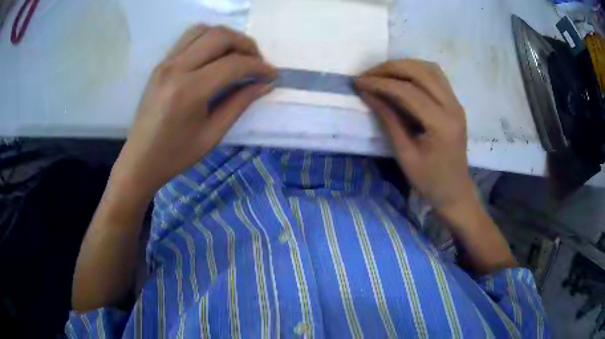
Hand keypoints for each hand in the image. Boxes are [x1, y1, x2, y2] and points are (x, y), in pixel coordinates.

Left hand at [111, 25, 276, 198]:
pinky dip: (208, 38)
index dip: (259, 66)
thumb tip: (265, 84)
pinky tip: (216, 55)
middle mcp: (176, 68)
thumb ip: (240, 103)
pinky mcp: (161, 63)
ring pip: (203, 30)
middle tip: (257, 61)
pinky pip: (188, 37)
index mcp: (190, 90)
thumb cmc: (176, 154)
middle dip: (246, 44)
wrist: (140, 159)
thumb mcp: (213, 134)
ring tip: (238, 55)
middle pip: (220, 36)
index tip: (272, 74)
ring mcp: (166, 62)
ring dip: (227, 37)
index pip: (233, 64)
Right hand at [355, 59, 474, 215]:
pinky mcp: (455, 103)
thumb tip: (368, 93)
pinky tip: (402, 77)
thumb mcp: (404, 154)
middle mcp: (452, 107)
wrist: (455, 190)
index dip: (380, 83)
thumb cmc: (429, 180)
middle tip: (368, 75)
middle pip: (420, 72)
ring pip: (429, 68)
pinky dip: (416, 70)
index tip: (358, 82)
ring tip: (382, 74)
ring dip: (403, 65)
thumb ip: (388, 119)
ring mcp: (456, 102)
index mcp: (441, 124)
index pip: (408, 91)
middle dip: (390, 68)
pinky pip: (436, 75)